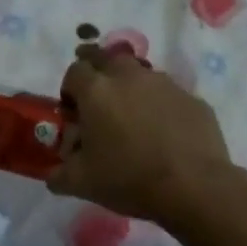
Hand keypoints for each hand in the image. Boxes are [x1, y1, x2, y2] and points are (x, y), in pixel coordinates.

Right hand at [48, 45, 242, 225]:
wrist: (193, 188)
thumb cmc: (128, 179)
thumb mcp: (80, 183)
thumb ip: (58, 174)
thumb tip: (53, 173)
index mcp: (96, 91)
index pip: (74, 71)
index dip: (69, 89)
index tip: (73, 113)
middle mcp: (129, 77)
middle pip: (107, 57)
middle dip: (97, 72)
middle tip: (98, 101)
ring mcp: (165, 84)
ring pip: (139, 73)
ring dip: (129, 87)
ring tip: (131, 117)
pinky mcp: (192, 99)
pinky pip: (167, 94)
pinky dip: (158, 105)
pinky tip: (161, 133)